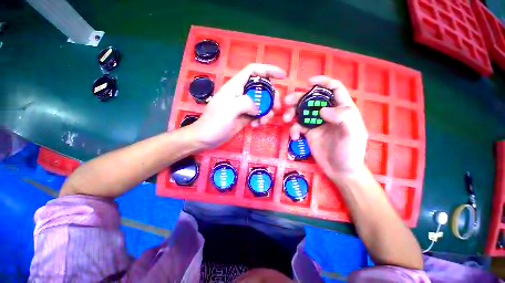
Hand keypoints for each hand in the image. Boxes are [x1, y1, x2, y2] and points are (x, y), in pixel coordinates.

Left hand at [191, 63, 285, 148]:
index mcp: (236, 86)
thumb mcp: (230, 109)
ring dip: (267, 111)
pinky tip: (256, 125)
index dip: (268, 70)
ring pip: (262, 103)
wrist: (207, 138)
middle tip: (275, 108)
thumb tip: (258, 107)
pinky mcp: (245, 117)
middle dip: (272, 97)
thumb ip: (246, 102)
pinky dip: (261, 119)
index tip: (282, 76)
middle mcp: (241, 94)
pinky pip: (259, 114)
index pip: (253, 71)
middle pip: (262, 88)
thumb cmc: (215, 122)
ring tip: (263, 121)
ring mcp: (244, 106)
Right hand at [283, 75, 367, 179]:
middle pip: (312, 100)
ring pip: (302, 112)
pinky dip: (294, 130)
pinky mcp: (308, 133)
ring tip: (286, 119)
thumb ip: (343, 117)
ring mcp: (317, 124)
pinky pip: (298, 127)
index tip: (309, 82)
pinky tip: (294, 137)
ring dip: (292, 113)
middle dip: (298, 98)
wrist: (340, 170)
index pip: (334, 89)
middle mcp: (328, 114)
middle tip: (287, 102)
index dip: (323, 82)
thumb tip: (322, 110)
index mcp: (342, 109)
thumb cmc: (350, 152)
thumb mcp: (353, 133)